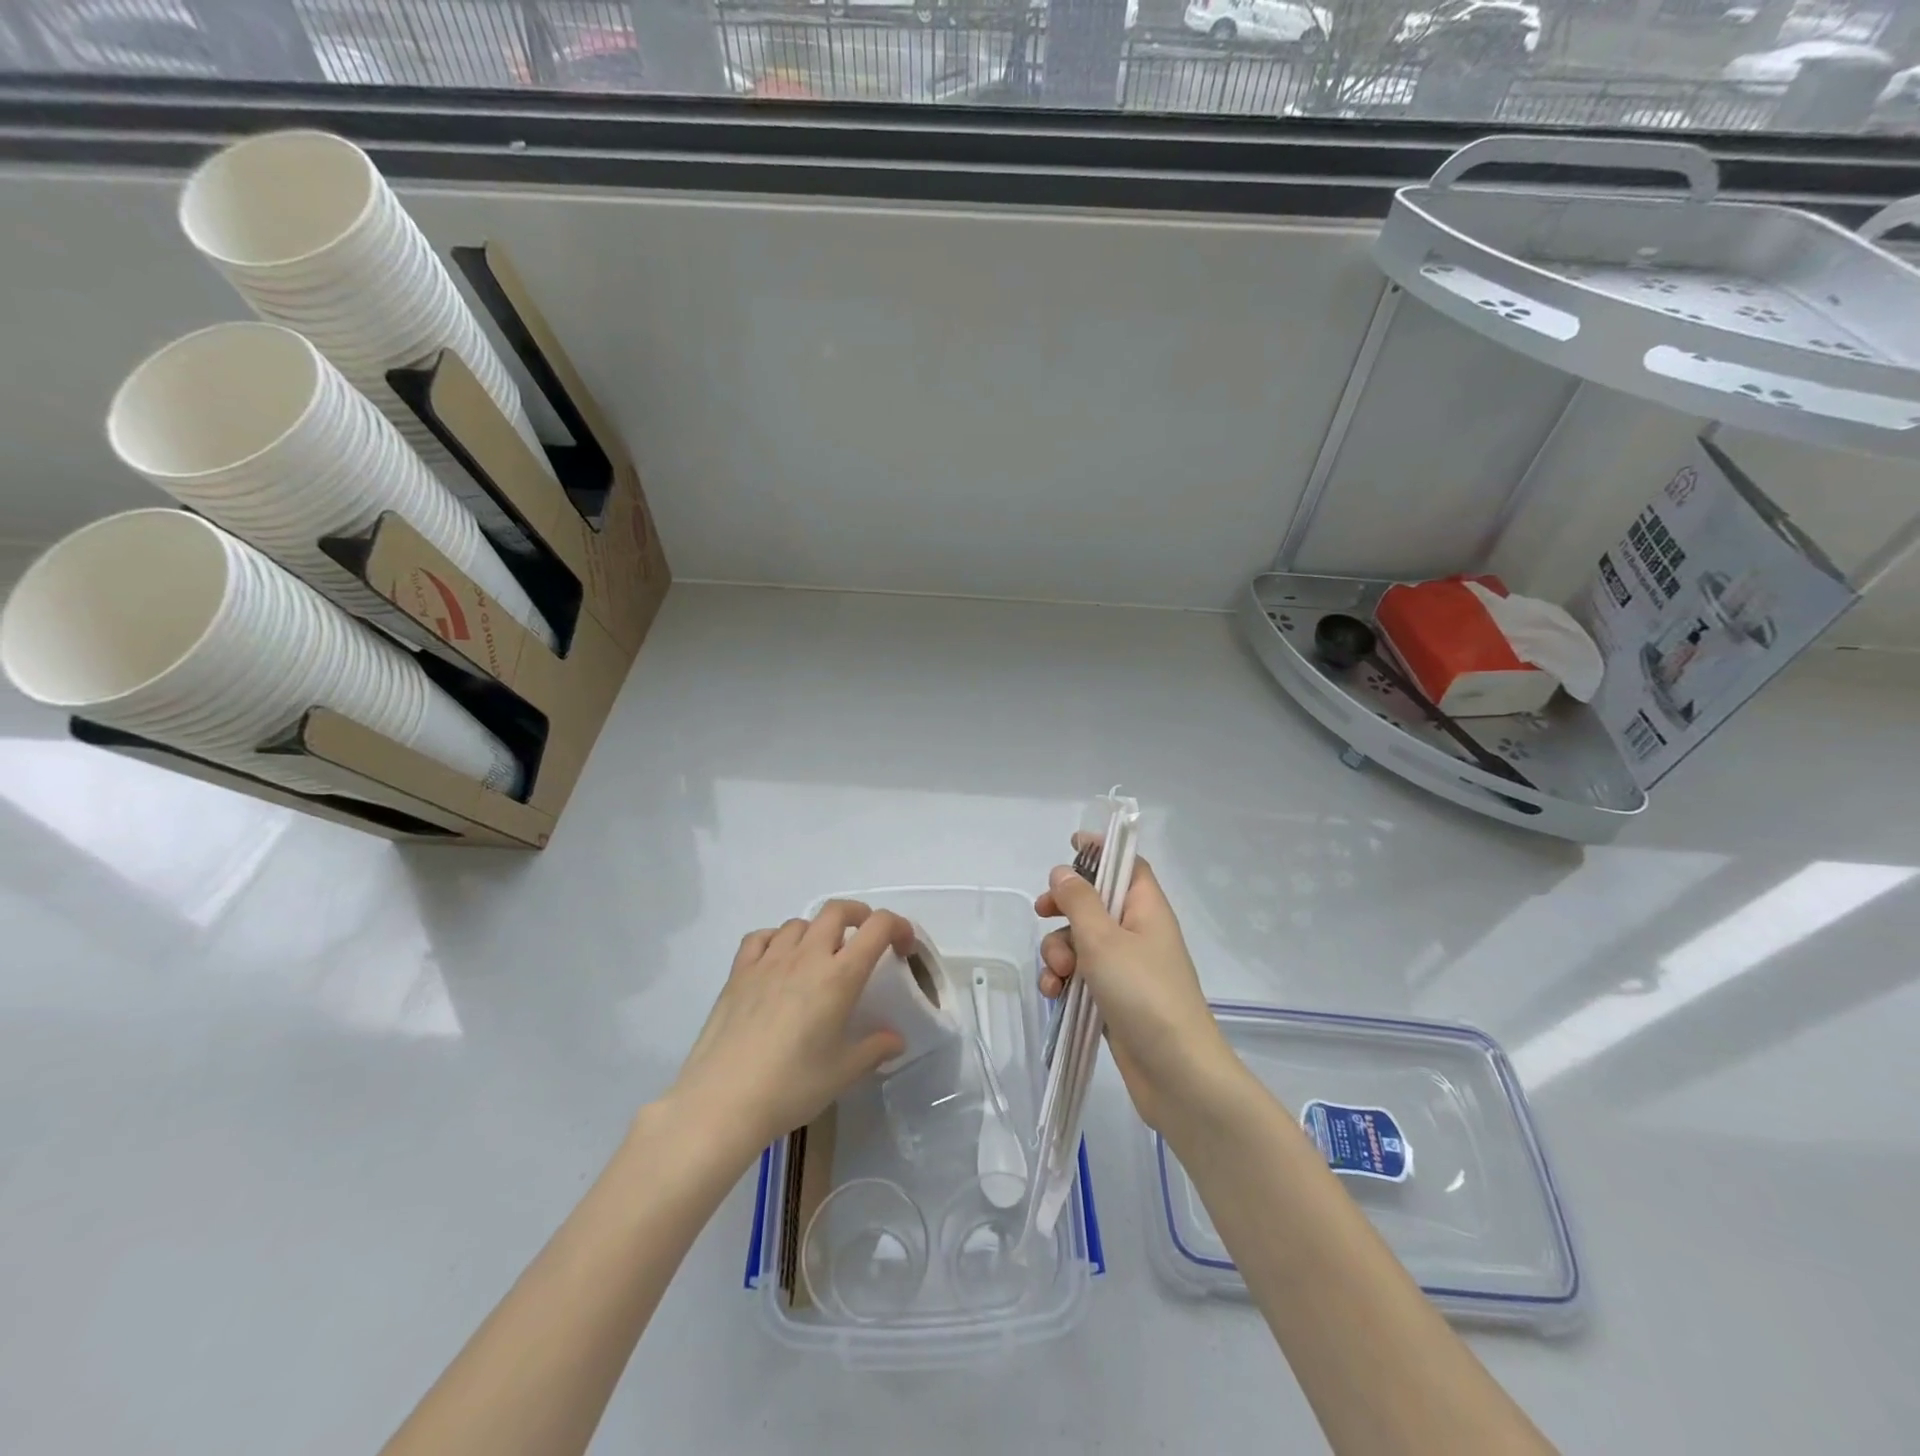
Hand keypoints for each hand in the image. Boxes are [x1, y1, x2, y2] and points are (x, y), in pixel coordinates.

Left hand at [665, 902, 911, 1161]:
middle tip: (866, 940)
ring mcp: (768, 961)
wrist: (722, 1101)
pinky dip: (777, 939)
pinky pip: (761, 937)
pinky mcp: (738, 972)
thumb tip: (896, 1040)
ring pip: (800, 922)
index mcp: (839, 976)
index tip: (903, 948)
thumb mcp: (843, 1073)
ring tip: (820, 957)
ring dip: (818, 931)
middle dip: (859, 916)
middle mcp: (806, 956)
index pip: (878, 927)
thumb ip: (874, 1049)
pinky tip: (778, 961)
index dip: (899, 927)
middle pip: (838, 910)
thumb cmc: (791, 1087)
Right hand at [1037, 840, 1241, 1132]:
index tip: (1068, 846)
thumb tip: (1063, 871)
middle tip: (1042, 912)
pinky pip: (1081, 975)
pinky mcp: (1113, 998)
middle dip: (1063, 908)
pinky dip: (1064, 980)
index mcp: (1146, 908)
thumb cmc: (1143, 993)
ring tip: (1058, 975)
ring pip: (1080, 941)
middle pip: (1094, 902)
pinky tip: (1054, 994)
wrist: (1176, 1073)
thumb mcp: (1103, 940)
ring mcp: (1126, 967)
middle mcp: (1138, 932)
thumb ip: (1079, 901)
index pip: (1126, 864)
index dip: (1100, 851)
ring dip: (1058, 951)